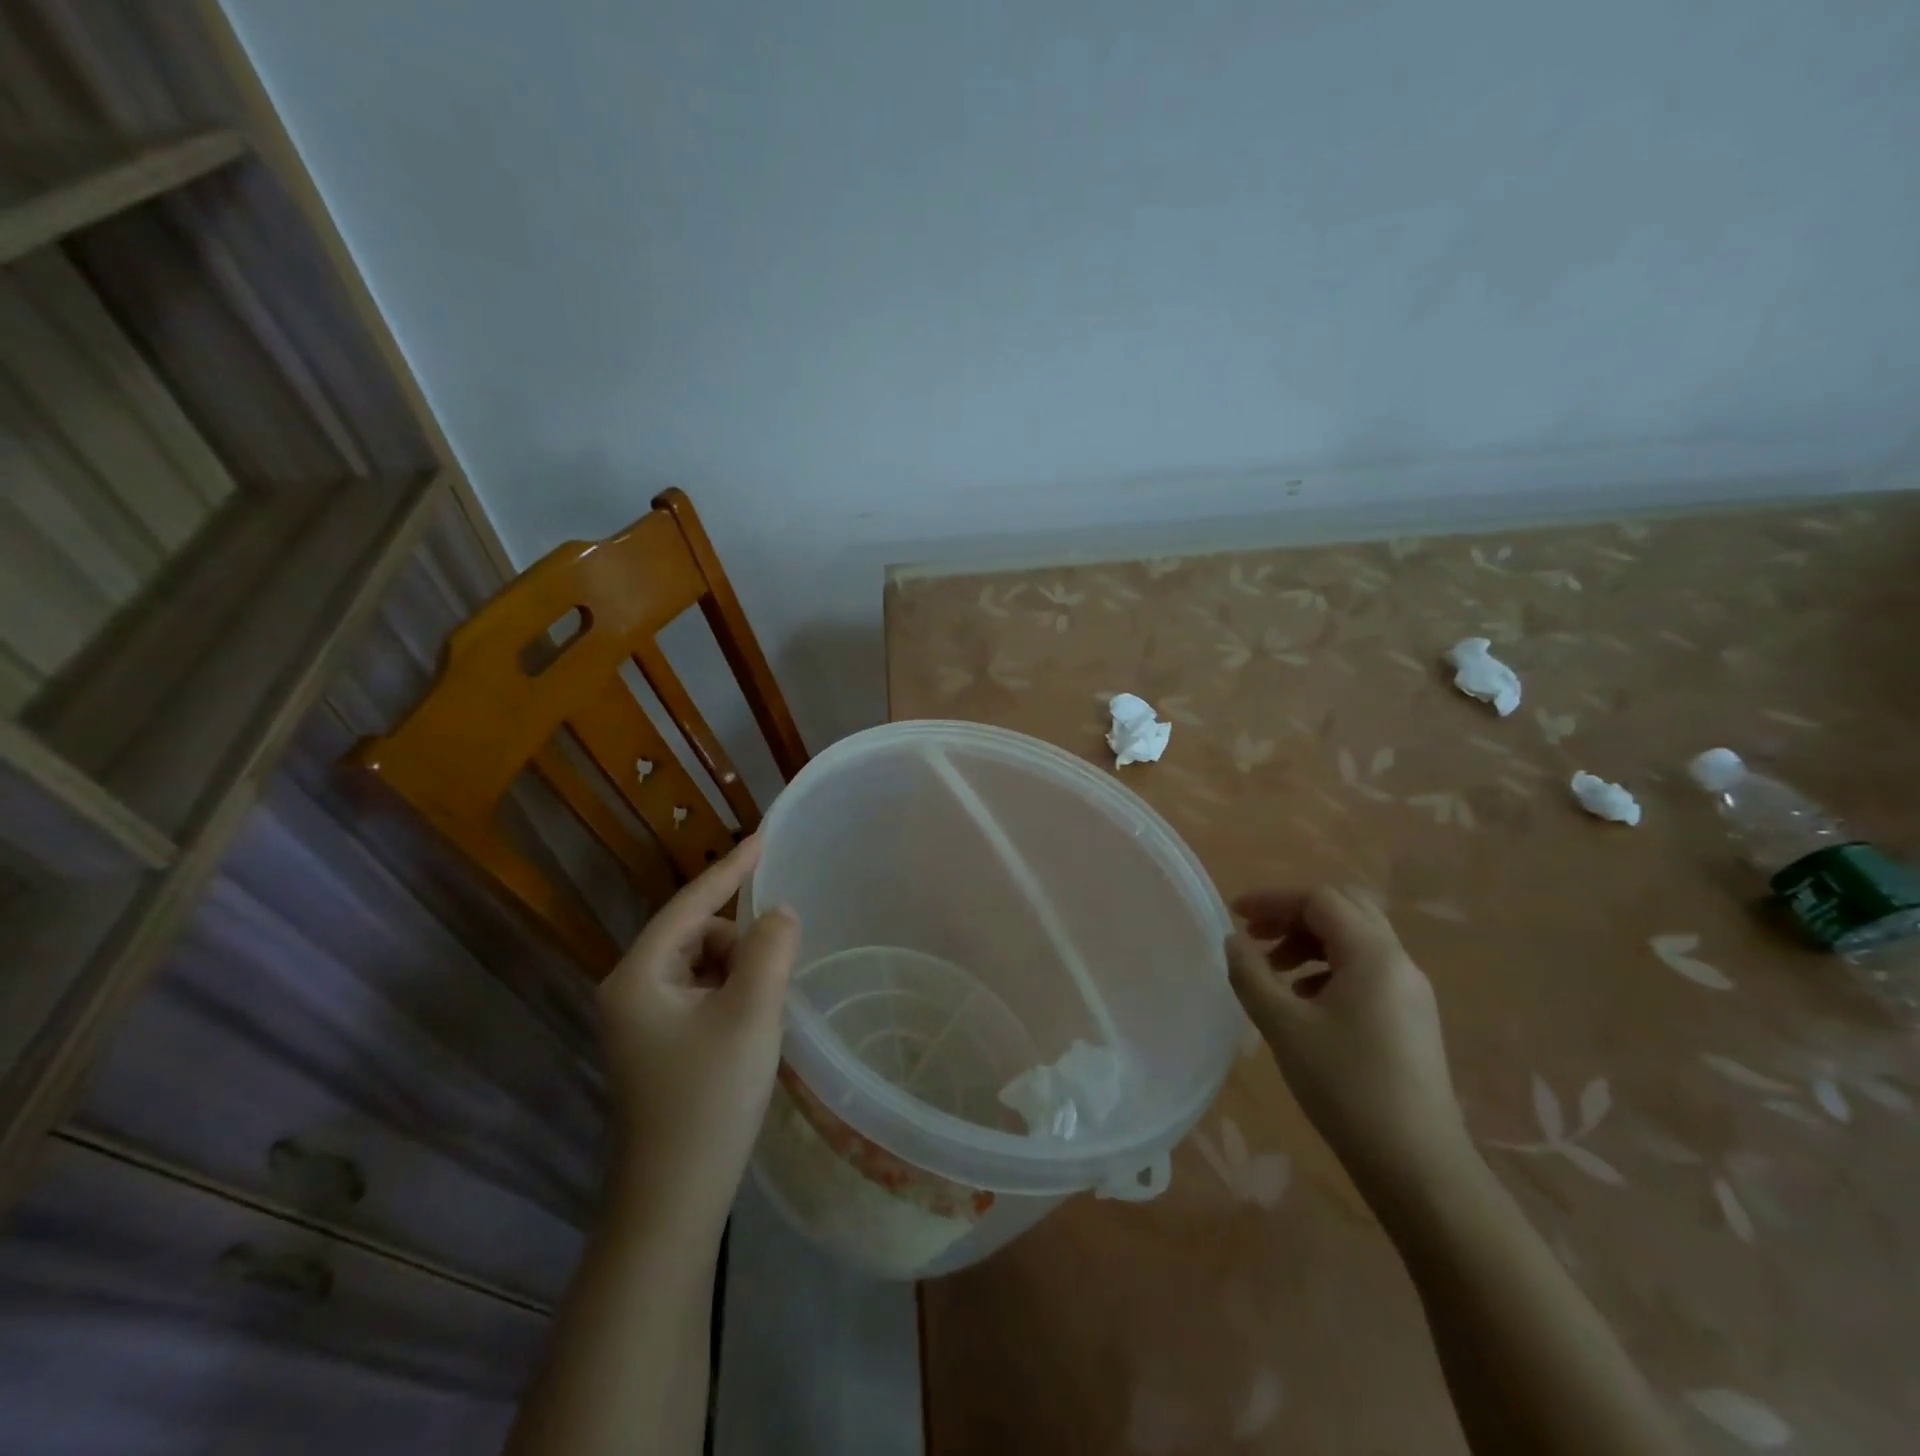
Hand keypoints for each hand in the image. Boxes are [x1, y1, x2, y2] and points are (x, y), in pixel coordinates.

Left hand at [598, 835, 798, 1236]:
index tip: (765, 836)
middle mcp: (631, 991)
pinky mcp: (659, 1048)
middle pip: (698, 935)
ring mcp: (643, 1023)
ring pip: (704, 967)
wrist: (672, 1205)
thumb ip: (770, 949)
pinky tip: (751, 1028)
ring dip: (740, 973)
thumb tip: (779, 913)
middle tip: (775, 979)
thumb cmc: (709, 1100)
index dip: (731, 868)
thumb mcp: (751, 1014)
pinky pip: (703, 996)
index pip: (691, 904)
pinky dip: (733, 997)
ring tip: (764, 1013)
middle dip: (741, 943)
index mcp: (638, 976)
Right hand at [1226, 887, 1473, 1200]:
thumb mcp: (1284, 1026)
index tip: (1236, 916)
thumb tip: (1233, 941)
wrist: (1418, 1165)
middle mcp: (1398, 961)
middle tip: (1257, 935)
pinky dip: (1330, 967)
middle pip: (1345, 909)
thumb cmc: (1346, 1087)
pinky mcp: (1411, 1018)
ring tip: (1273, 970)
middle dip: (1294, 914)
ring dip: (1311, 941)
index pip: (1320, 899)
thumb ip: (1251, 974)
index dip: (1274, 899)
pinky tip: (1304, 1001)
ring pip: (1356, 939)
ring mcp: (1410, 991)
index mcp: (1373, 954)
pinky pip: (1367, 969)